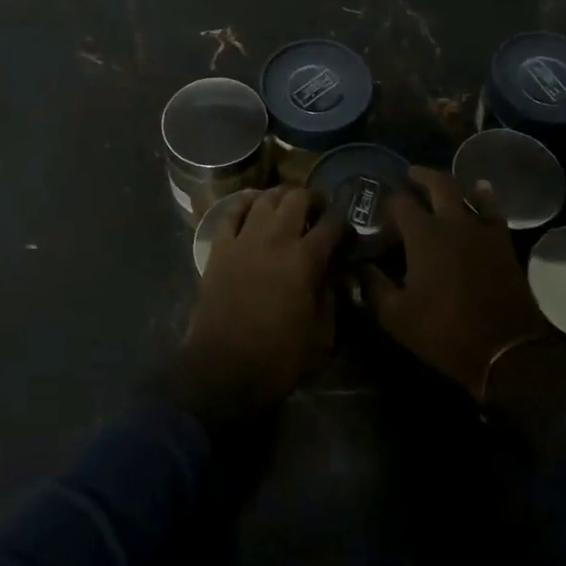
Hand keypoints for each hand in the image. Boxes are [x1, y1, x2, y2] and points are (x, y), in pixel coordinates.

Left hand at [171, 186, 341, 422]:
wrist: (222, 369)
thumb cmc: (277, 358)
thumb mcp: (321, 337)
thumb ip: (331, 298)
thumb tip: (334, 275)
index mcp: (305, 259)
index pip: (332, 225)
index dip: (343, 224)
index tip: (346, 232)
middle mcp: (276, 238)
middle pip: (297, 198)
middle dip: (313, 199)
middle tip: (318, 211)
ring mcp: (244, 239)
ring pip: (265, 197)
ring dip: (281, 196)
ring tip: (288, 205)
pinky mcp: (219, 247)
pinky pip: (231, 211)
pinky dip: (244, 202)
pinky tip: (253, 204)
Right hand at [360, 166, 550, 396]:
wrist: (505, 350)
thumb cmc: (445, 331)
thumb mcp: (396, 316)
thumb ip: (372, 286)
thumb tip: (355, 267)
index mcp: (423, 234)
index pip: (399, 203)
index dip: (386, 205)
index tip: (379, 215)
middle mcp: (452, 220)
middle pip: (436, 183)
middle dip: (420, 176)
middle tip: (409, 175)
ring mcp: (481, 228)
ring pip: (465, 191)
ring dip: (450, 184)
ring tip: (439, 184)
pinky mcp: (502, 241)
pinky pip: (492, 209)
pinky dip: (484, 197)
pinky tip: (480, 193)